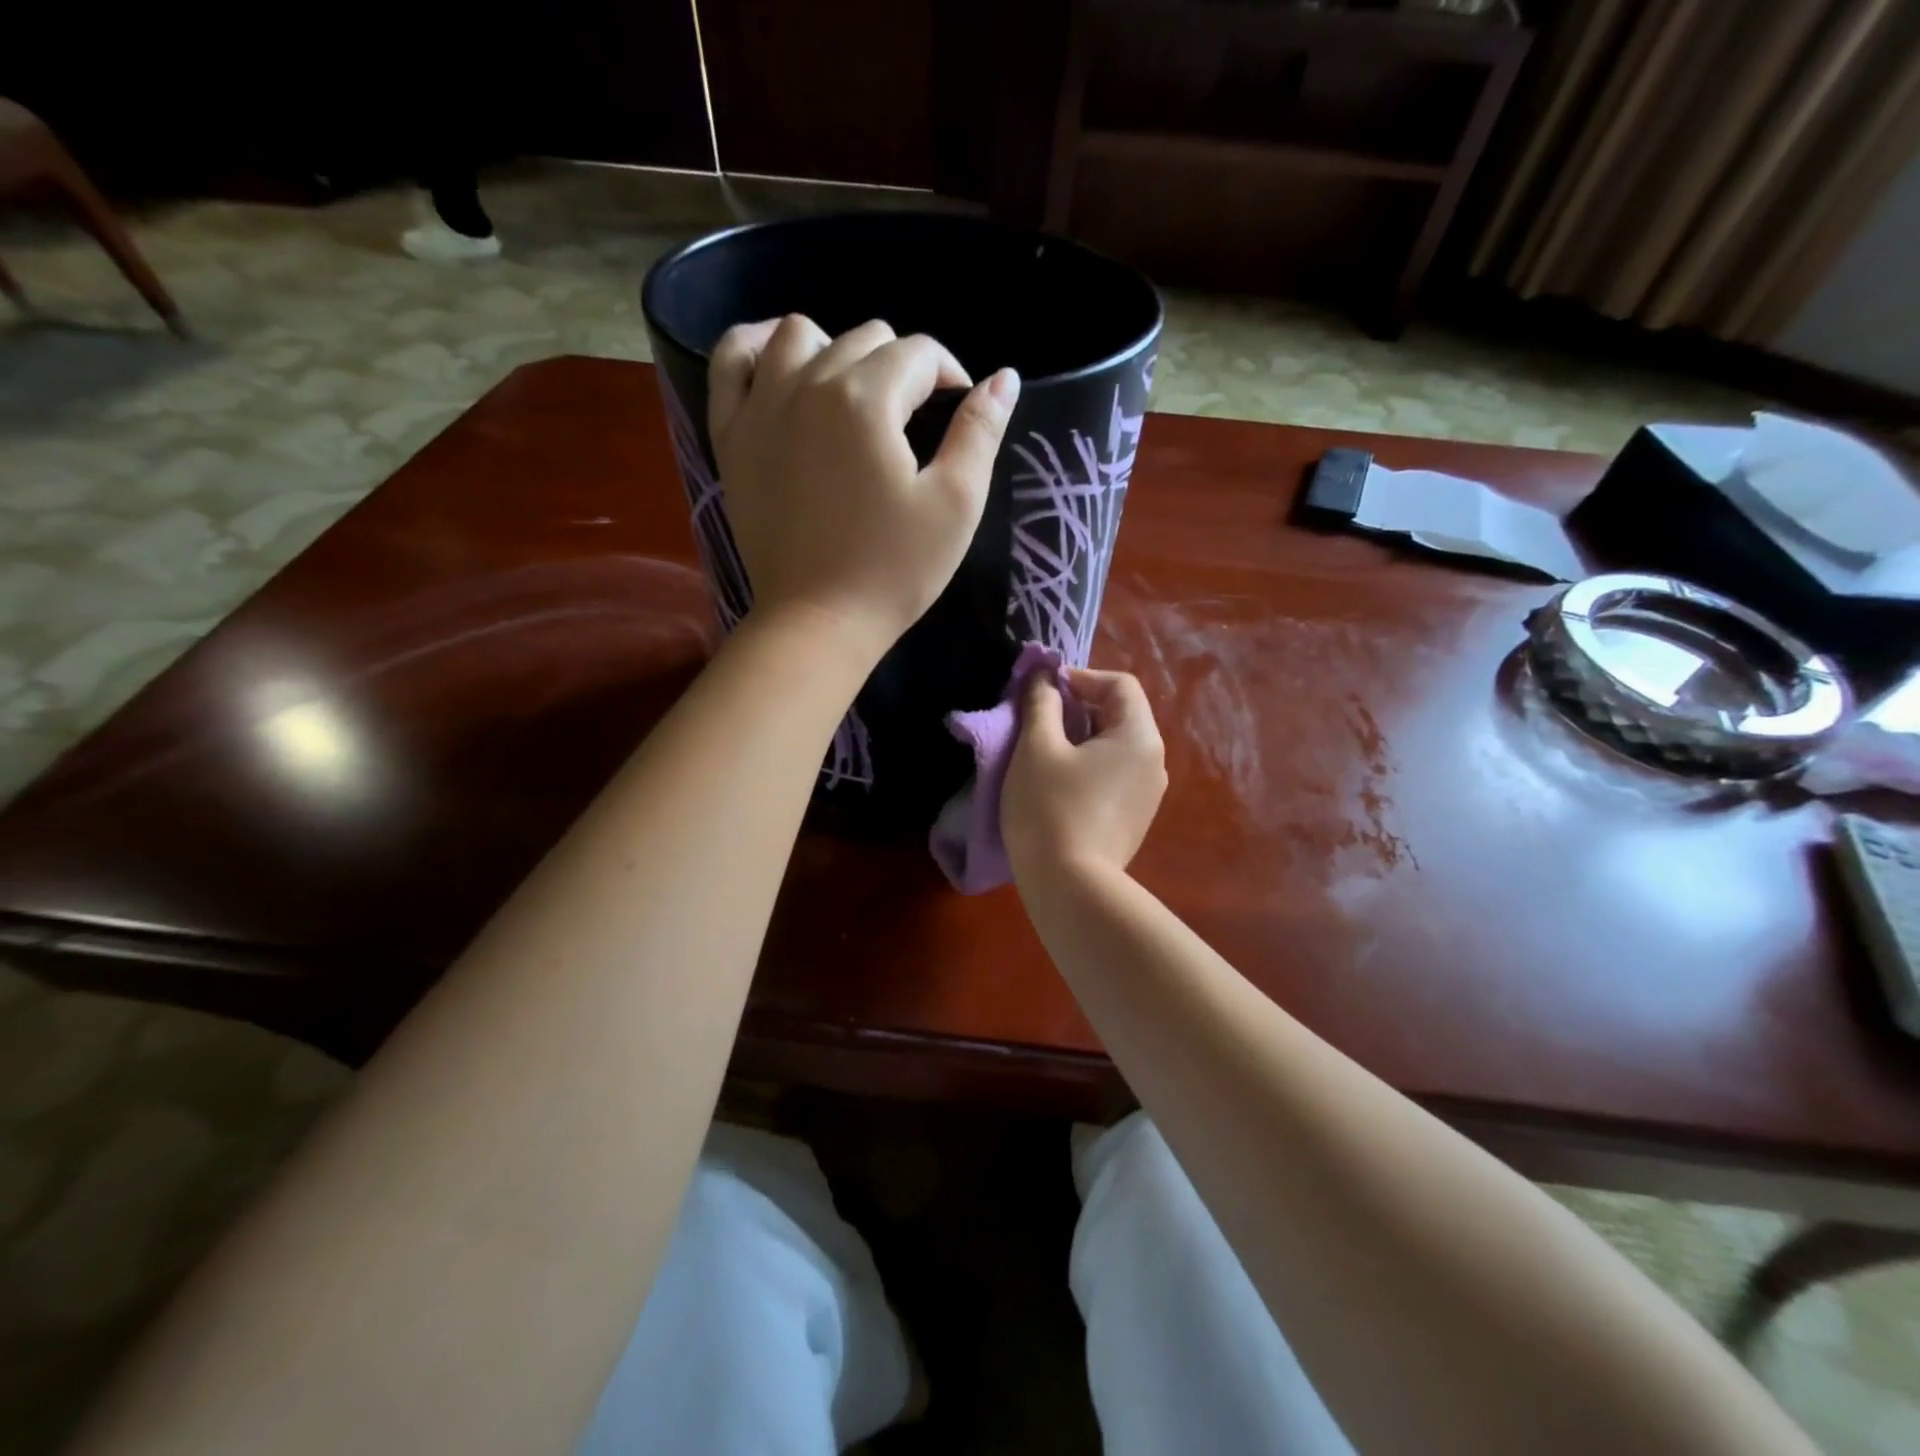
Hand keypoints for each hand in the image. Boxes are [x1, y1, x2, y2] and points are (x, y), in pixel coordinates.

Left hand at [707, 314, 1019, 666]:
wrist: (817, 622)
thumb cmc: (893, 569)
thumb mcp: (956, 505)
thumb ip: (980, 433)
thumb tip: (1003, 378)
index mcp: (866, 399)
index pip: (920, 354)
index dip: (951, 378)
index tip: (959, 416)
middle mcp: (807, 382)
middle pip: (865, 339)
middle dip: (901, 369)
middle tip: (913, 425)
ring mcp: (759, 406)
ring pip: (799, 335)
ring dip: (836, 351)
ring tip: (854, 397)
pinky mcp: (730, 435)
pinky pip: (731, 361)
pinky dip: (756, 349)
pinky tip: (779, 367)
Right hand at [1003, 668, 1166, 880]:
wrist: (1071, 888)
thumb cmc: (1050, 809)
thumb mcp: (1037, 748)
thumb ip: (1041, 703)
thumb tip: (1045, 676)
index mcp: (1139, 736)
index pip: (1119, 684)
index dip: (1080, 678)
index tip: (1044, 692)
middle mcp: (1154, 761)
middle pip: (1120, 714)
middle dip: (1079, 707)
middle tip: (1038, 721)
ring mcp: (1149, 794)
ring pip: (1116, 746)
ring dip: (1082, 737)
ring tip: (1045, 753)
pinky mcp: (1136, 819)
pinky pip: (1115, 775)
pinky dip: (1090, 766)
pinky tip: (1060, 785)